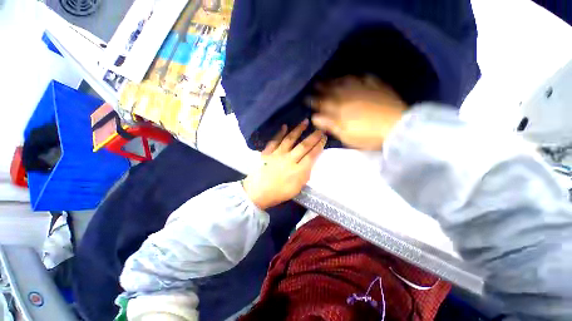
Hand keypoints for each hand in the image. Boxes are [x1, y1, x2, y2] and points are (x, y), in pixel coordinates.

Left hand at [243, 120, 326, 209]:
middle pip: (303, 146)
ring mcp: (277, 154)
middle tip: (320, 129)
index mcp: (298, 171)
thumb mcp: (297, 189)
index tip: (324, 138)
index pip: (311, 155)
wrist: (257, 193)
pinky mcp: (267, 152)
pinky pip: (274, 140)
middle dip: (313, 137)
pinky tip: (284, 126)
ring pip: (290, 139)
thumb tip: (309, 164)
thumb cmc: (278, 193)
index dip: (319, 146)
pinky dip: (279, 133)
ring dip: (299, 130)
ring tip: (306, 121)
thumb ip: (304, 175)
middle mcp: (289, 160)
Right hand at [310, 76, 406, 149]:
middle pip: (333, 89)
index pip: (323, 102)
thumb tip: (315, 117)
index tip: (306, 98)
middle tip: (315, 84)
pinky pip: (366, 77)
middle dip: (322, 87)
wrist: (396, 127)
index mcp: (340, 109)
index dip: (313, 100)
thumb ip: (330, 125)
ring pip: (346, 81)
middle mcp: (349, 95)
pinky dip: (358, 76)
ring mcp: (364, 89)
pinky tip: (355, 75)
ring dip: (336, 79)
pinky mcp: (377, 87)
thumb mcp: (345, 135)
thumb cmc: (367, 135)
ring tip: (330, 78)